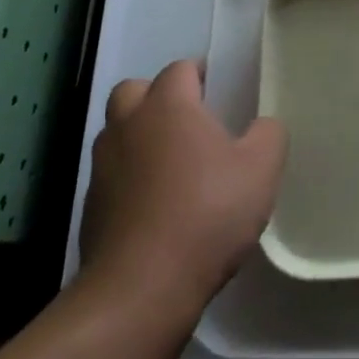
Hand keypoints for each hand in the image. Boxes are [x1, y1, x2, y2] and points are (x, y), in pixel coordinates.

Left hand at [77, 60, 286, 309]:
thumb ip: (268, 135)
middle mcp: (128, 126)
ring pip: (118, 133)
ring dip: (140, 137)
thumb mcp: (261, 169)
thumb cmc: (206, 214)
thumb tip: (262, 126)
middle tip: (188, 119)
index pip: (180, 69)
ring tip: (173, 164)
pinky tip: (156, 205)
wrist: (140, 289)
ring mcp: (102, 167)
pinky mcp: (90, 208)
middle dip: (157, 97)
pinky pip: (112, 176)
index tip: (220, 91)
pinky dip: (130, 179)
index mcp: (168, 106)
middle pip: (134, 91)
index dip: (200, 74)